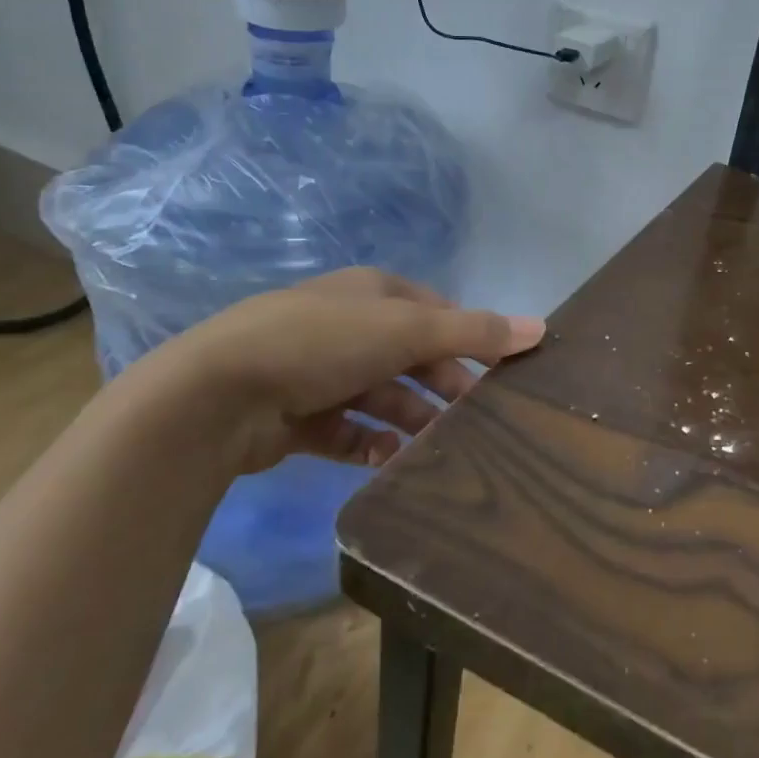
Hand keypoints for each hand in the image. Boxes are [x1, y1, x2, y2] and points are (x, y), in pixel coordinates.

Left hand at [147, 268, 544, 473]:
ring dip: (412, 421)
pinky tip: (391, 464)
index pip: (437, 313)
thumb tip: (541, 328)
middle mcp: (348, 326)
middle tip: (479, 421)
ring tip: (442, 451)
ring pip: (383, 397)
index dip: (471, 339)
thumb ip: (475, 331)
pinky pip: (349, 431)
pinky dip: (373, 445)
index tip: (501, 374)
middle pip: (412, 357)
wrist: (216, 394)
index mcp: (373, 293)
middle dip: (444, 387)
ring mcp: (319, 371)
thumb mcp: (407, 329)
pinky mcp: (297, 416)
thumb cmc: (323, 342)